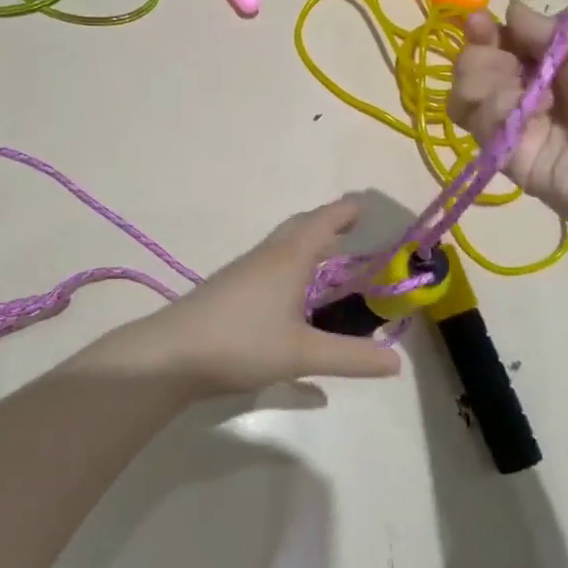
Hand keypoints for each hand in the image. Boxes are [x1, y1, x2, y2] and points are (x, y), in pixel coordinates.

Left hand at [122, 200, 403, 397]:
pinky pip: (268, 269)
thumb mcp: (303, 354)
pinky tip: (293, 306)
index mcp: (289, 259)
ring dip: (307, 248)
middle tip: (352, 231)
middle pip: (300, 228)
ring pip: (282, 249)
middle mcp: (267, 257)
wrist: (169, 355)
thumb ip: (351, 358)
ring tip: (328, 264)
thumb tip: (398, 362)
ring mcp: (243, 273)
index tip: (366, 205)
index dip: (346, 211)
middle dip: (327, 224)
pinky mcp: (228, 291)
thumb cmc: (241, 343)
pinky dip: (290, 271)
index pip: (323, 222)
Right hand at [448, 5, 567, 246]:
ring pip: (465, 92)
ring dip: (482, 79)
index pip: (499, 42)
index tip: (477, 21)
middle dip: (480, 53)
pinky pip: (479, 120)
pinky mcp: (501, 156)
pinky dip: (496, 108)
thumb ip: (544, 31)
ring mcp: (511, 126)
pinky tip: (532, 113)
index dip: (484, 31)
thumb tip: (509, 10)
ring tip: (520, 89)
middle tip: (507, 60)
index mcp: (551, 63)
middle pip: (474, 65)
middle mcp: (525, 92)